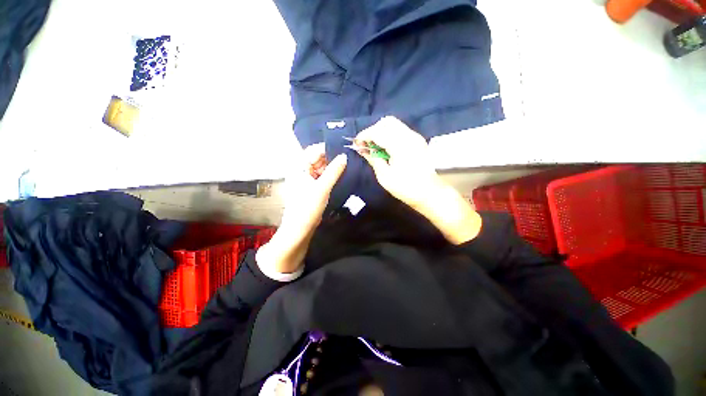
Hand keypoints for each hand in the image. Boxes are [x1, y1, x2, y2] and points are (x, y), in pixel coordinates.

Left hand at [257, 146, 346, 273]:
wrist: (300, 228)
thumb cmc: (308, 206)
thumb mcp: (322, 187)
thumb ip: (334, 171)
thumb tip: (344, 156)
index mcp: (298, 167)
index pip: (313, 150)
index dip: (327, 148)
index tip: (343, 149)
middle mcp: (300, 170)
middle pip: (317, 159)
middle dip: (331, 158)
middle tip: (348, 157)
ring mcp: (305, 179)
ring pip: (320, 168)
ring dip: (331, 167)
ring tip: (346, 165)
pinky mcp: (310, 187)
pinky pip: (321, 177)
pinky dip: (329, 175)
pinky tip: (340, 175)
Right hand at [355, 117, 443, 210]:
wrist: (429, 193)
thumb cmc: (405, 188)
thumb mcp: (385, 176)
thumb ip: (373, 159)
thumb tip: (362, 149)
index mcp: (400, 145)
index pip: (378, 131)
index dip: (364, 135)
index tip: (356, 143)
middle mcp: (409, 136)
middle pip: (387, 122)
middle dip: (373, 130)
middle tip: (366, 144)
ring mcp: (415, 137)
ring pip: (394, 124)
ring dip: (381, 131)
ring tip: (375, 146)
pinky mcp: (418, 140)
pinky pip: (400, 130)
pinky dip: (390, 134)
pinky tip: (386, 147)